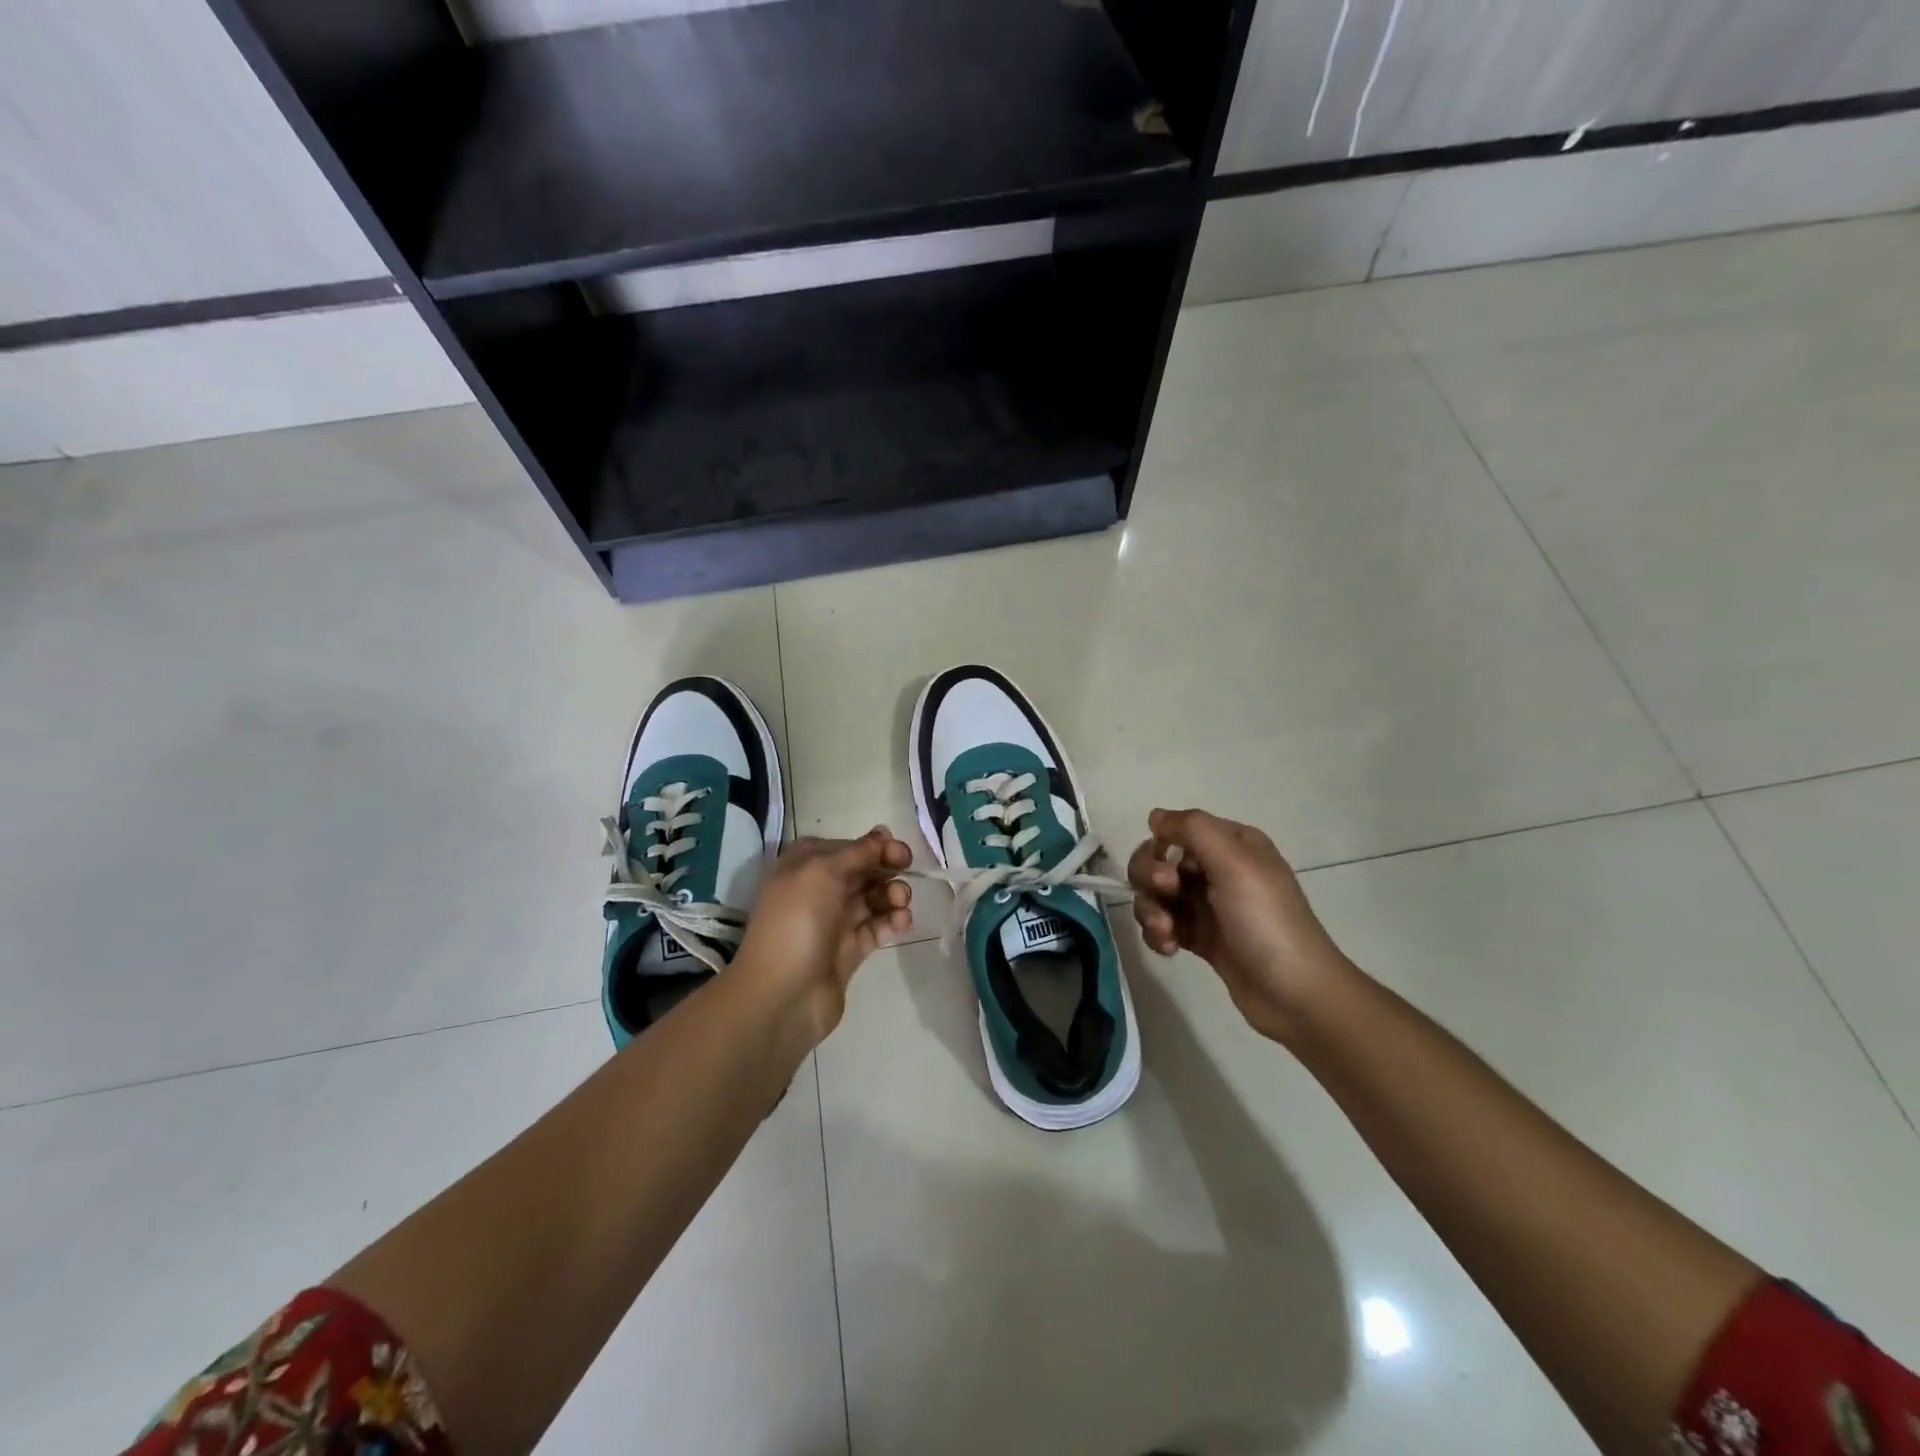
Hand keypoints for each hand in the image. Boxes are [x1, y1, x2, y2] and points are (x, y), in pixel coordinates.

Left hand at [733, 827, 913, 1044]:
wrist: (782, 996)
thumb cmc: (796, 922)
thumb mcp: (822, 872)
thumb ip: (857, 852)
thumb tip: (882, 834)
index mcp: (802, 867)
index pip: (844, 847)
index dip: (872, 846)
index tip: (898, 851)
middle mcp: (817, 891)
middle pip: (861, 871)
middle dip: (886, 868)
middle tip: (907, 870)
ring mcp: (832, 923)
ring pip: (871, 899)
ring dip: (892, 894)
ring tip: (901, 902)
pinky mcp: (848, 951)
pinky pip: (876, 928)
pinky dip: (891, 921)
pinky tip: (902, 921)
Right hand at [1127, 808, 1351, 1043]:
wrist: (1295, 994)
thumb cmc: (1266, 921)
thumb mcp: (1235, 863)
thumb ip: (1193, 829)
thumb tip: (1155, 816)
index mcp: (1232, 844)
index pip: (1177, 830)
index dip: (1161, 848)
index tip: (1167, 872)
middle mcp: (1218, 869)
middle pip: (1159, 860)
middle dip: (1150, 879)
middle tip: (1167, 897)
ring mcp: (1207, 905)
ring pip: (1156, 894)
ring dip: (1151, 910)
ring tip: (1167, 933)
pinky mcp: (1199, 937)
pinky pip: (1162, 924)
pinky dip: (1158, 933)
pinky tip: (1170, 949)